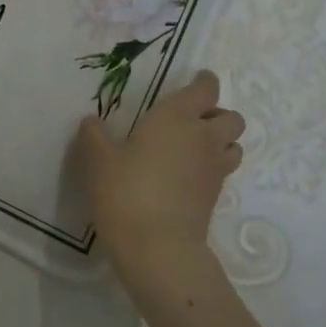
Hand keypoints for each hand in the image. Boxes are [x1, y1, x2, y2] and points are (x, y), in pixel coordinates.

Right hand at [77, 70, 244, 268]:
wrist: (157, 245)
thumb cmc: (125, 190)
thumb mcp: (98, 159)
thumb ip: (95, 135)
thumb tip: (92, 121)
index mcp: (176, 116)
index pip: (205, 88)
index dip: (203, 82)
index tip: (195, 81)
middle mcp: (202, 137)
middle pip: (230, 116)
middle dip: (216, 114)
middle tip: (191, 121)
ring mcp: (214, 168)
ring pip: (234, 144)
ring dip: (221, 141)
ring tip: (193, 148)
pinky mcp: (216, 196)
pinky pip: (223, 170)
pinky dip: (212, 167)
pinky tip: (186, 176)